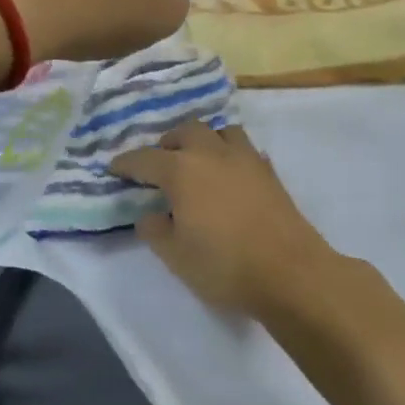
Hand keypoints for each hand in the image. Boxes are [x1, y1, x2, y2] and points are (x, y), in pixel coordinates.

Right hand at [110, 121, 340, 318]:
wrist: (290, 272)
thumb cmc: (224, 265)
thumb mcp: (175, 255)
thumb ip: (155, 230)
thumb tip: (150, 214)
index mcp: (182, 170)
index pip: (145, 159)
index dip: (127, 163)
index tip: (115, 168)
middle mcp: (212, 154)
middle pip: (186, 131)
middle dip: (168, 143)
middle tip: (159, 163)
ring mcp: (246, 159)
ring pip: (220, 132)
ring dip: (204, 140)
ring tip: (197, 161)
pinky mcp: (269, 172)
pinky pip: (244, 149)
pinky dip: (229, 154)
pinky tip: (228, 175)